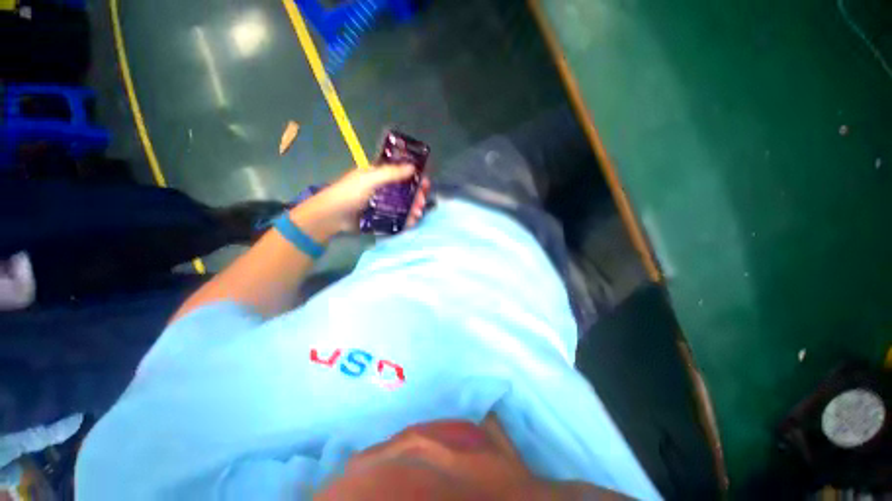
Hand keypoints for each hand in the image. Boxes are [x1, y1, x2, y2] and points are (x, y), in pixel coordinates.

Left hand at [290, 164, 431, 240]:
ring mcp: (382, 205)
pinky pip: (397, 218)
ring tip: (417, 214)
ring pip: (403, 206)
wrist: (332, 217)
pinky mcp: (380, 218)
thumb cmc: (349, 193)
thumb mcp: (370, 179)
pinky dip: (406, 220)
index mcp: (379, 175)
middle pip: (405, 191)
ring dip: (413, 209)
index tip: (425, 183)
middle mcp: (382, 189)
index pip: (401, 173)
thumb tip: (413, 167)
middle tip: (422, 202)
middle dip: (416, 196)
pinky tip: (412, 222)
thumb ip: (391, 173)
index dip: (414, 177)